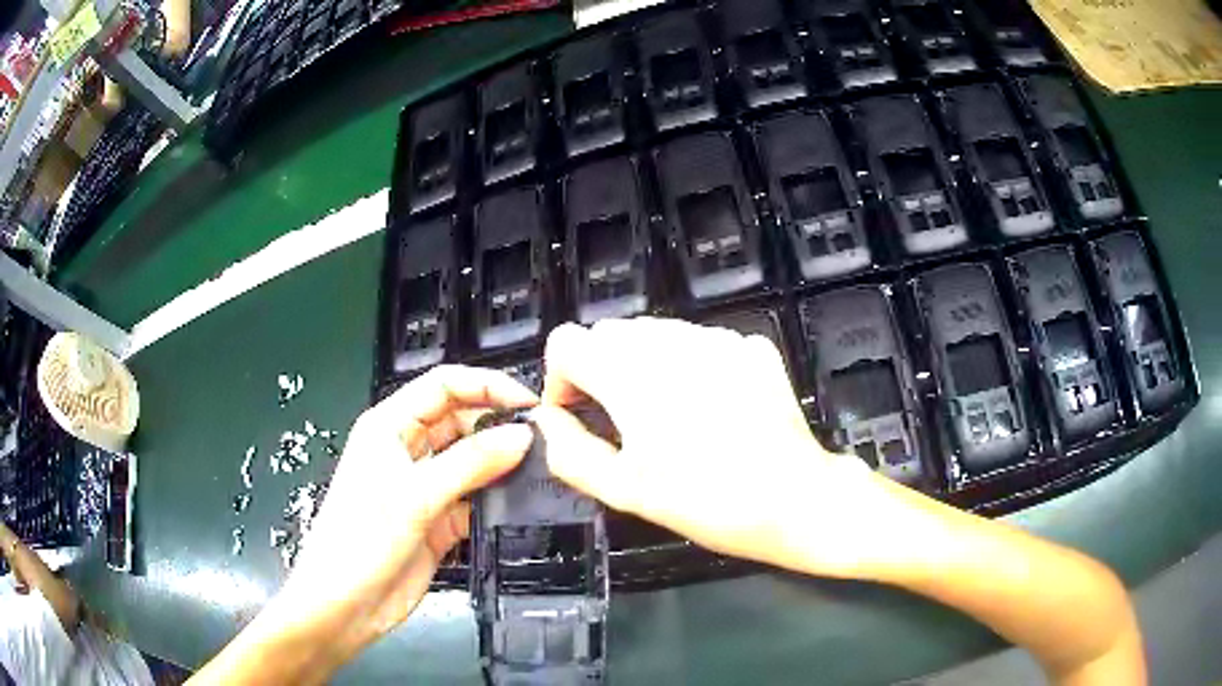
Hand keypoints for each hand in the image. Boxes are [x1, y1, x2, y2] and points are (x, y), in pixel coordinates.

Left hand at [267, 366, 536, 660]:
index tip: (527, 403)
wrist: (345, 605)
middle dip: (498, 425)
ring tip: (539, 468)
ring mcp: (424, 488)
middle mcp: (407, 452)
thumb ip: (471, 463)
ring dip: (500, 465)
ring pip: (471, 462)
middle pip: (461, 421)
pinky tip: (518, 504)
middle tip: (541, 439)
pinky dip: (495, 501)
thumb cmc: (359, 540)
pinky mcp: (438, 522)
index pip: (443, 386)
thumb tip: (521, 435)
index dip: (486, 387)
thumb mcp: (414, 495)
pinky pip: (474, 501)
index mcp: (389, 427)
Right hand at [534, 318, 903, 578]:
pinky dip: (687, 364)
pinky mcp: (749, 346)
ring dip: (644, 365)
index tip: (581, 415)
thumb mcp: (624, 490)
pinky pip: (698, 341)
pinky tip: (709, 407)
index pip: (566, 342)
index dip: (562, 379)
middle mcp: (670, 342)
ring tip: (668, 417)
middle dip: (601, 372)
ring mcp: (715, 339)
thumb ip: (569, 451)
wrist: (795, 499)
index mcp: (630, 375)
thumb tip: (546, 420)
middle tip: (623, 424)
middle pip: (608, 333)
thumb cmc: (706, 502)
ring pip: (653, 333)